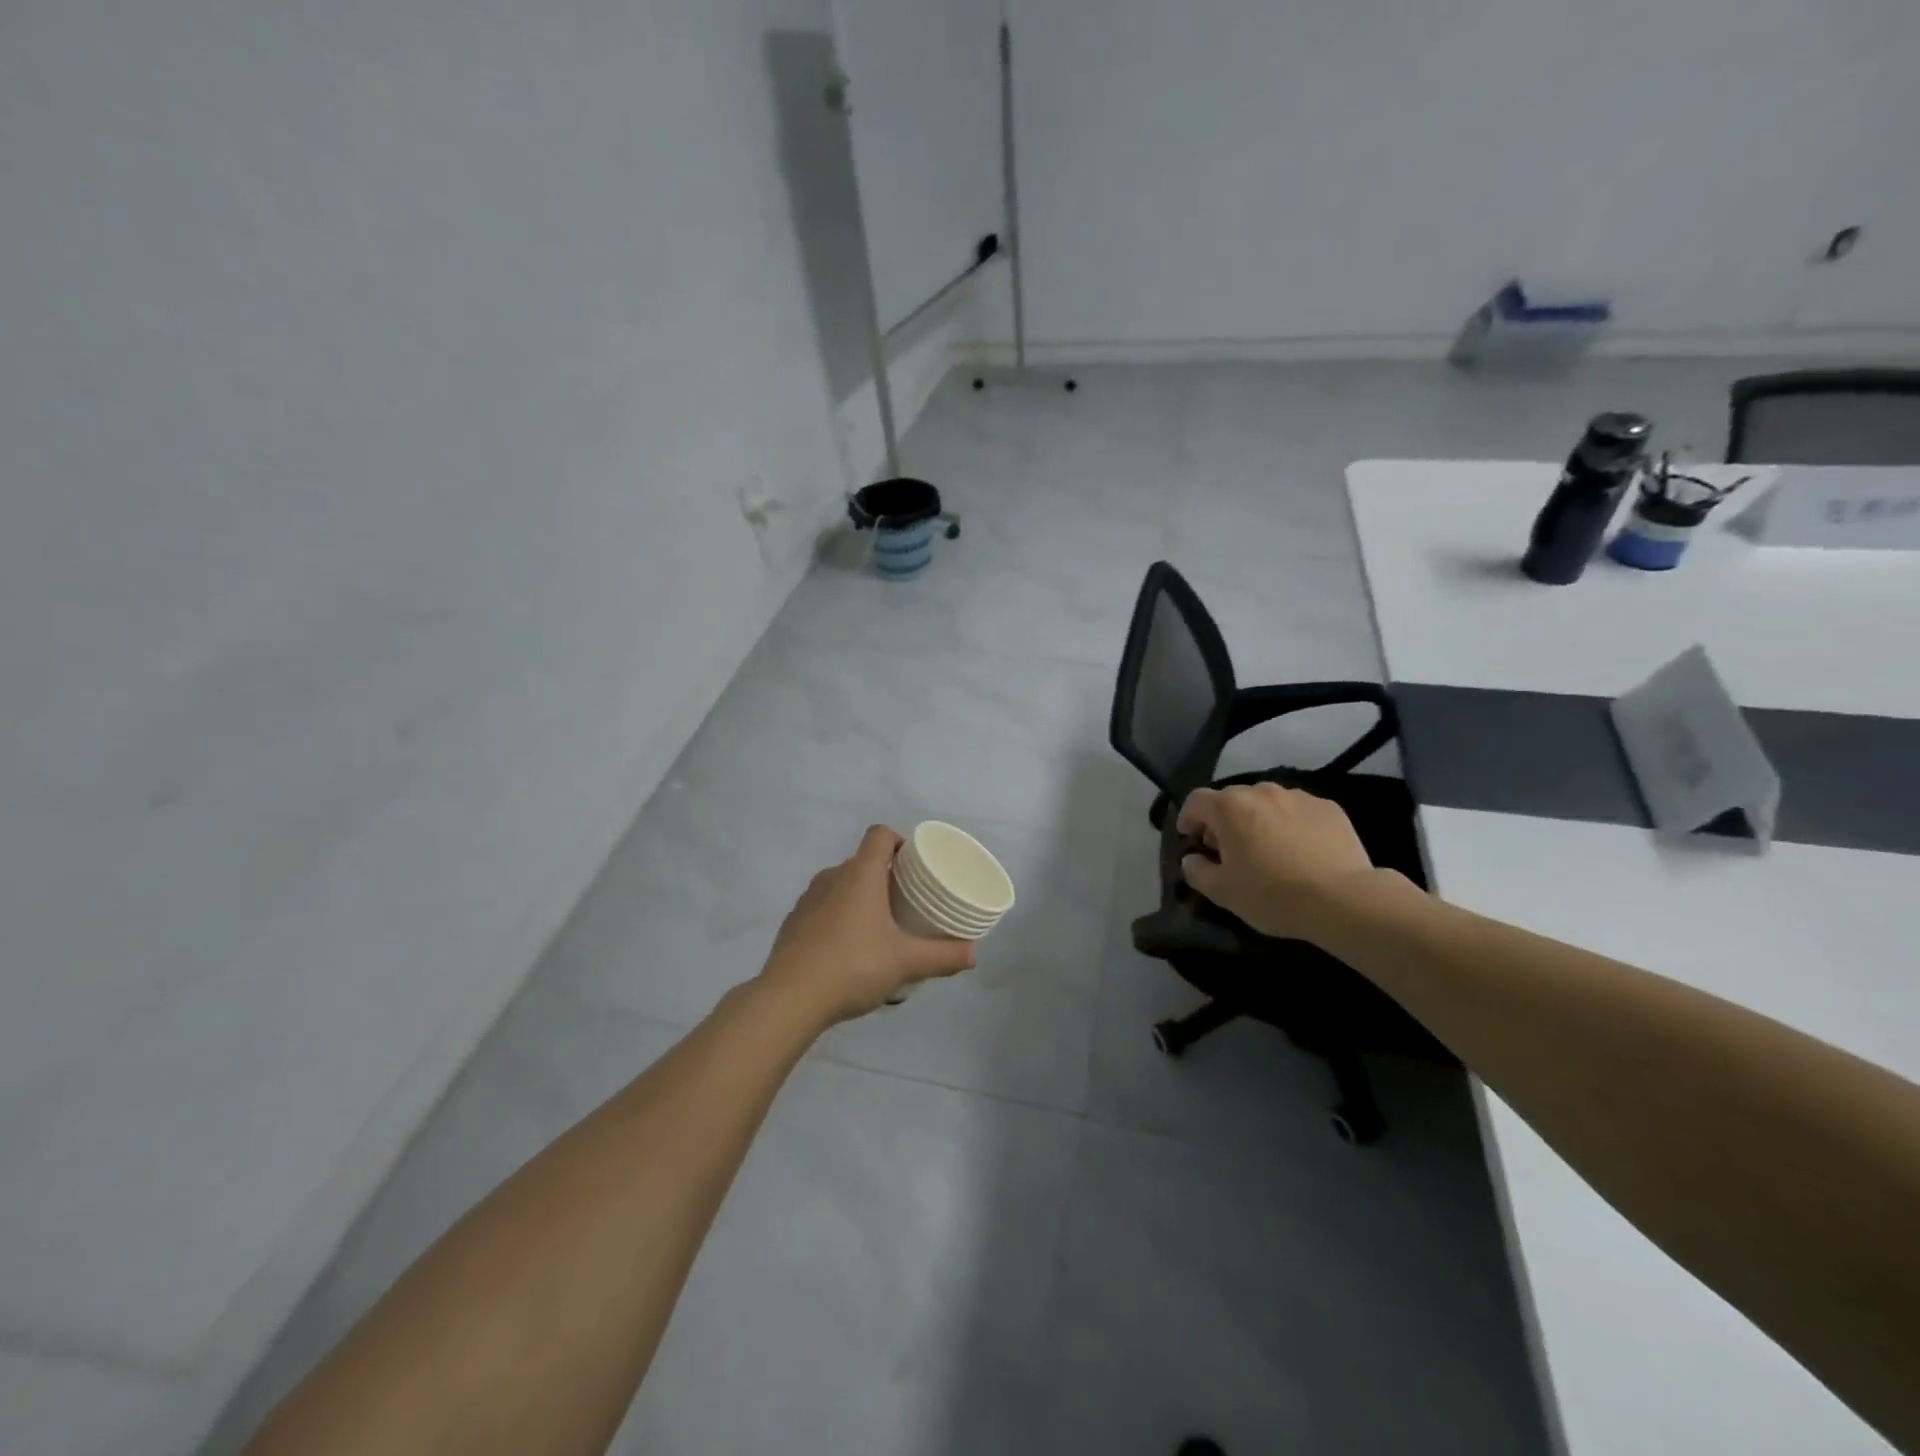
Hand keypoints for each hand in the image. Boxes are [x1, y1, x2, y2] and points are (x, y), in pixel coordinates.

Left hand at [758, 825, 975, 1025]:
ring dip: (858, 897)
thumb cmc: (853, 966)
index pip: (879, 835)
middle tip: (904, 901)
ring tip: (877, 927)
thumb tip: (973, 954)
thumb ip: (943, 956)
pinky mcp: (791, 924)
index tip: (913, 864)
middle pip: (861, 861)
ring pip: (839, 885)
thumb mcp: (906, 963)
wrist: (789, 999)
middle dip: (883, 876)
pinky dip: (836, 918)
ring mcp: (807, 900)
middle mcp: (831, 878)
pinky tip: (847, 950)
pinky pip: (821, 909)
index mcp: (860, 875)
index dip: (898, 841)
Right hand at [1176, 782, 1378, 941]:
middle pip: (1232, 799)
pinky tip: (1300, 851)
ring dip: (1259, 820)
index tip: (1191, 838)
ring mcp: (1299, 797)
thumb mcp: (1222, 892)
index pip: (1196, 801)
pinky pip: (1298, 811)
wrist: (1343, 900)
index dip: (1188, 818)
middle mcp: (1262, 791)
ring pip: (1267, 803)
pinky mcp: (1329, 808)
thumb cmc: (1272, 894)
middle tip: (1228, 849)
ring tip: (1268, 849)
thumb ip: (1197, 871)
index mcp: (1230, 807)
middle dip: (1224, 820)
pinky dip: (1291, 824)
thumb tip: (1191, 859)